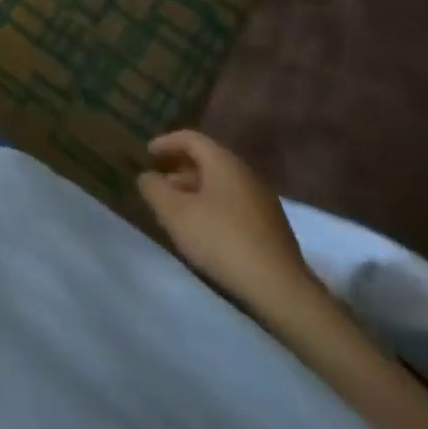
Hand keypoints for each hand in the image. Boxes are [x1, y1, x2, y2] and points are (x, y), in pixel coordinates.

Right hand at [138, 130, 314, 308]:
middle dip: (179, 169)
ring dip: (196, 191)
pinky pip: (234, 204)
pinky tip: (204, 231)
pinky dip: (214, 207)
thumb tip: (146, 176)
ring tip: (177, 211)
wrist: (281, 290)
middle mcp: (245, 173)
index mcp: (223, 161)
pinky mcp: (272, 227)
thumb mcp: (175, 213)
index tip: (147, 154)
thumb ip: (154, 189)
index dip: (166, 142)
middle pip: (207, 161)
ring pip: (221, 184)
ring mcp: (263, 200)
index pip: (190, 138)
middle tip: (159, 183)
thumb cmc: (221, 240)